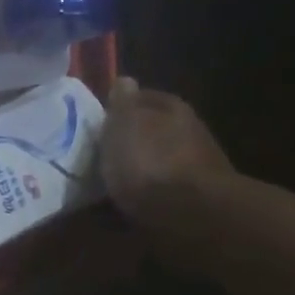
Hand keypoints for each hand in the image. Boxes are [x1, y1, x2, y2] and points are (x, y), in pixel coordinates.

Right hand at [100, 77, 232, 225]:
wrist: (189, 214)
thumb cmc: (149, 161)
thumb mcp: (124, 124)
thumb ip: (122, 103)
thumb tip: (125, 81)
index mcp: (172, 107)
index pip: (141, 97)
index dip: (119, 107)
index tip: (98, 121)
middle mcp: (190, 130)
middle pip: (152, 129)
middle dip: (130, 139)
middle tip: (100, 153)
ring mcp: (196, 166)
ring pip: (157, 160)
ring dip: (138, 168)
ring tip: (109, 182)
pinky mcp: (194, 198)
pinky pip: (161, 190)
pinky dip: (145, 194)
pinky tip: (127, 204)